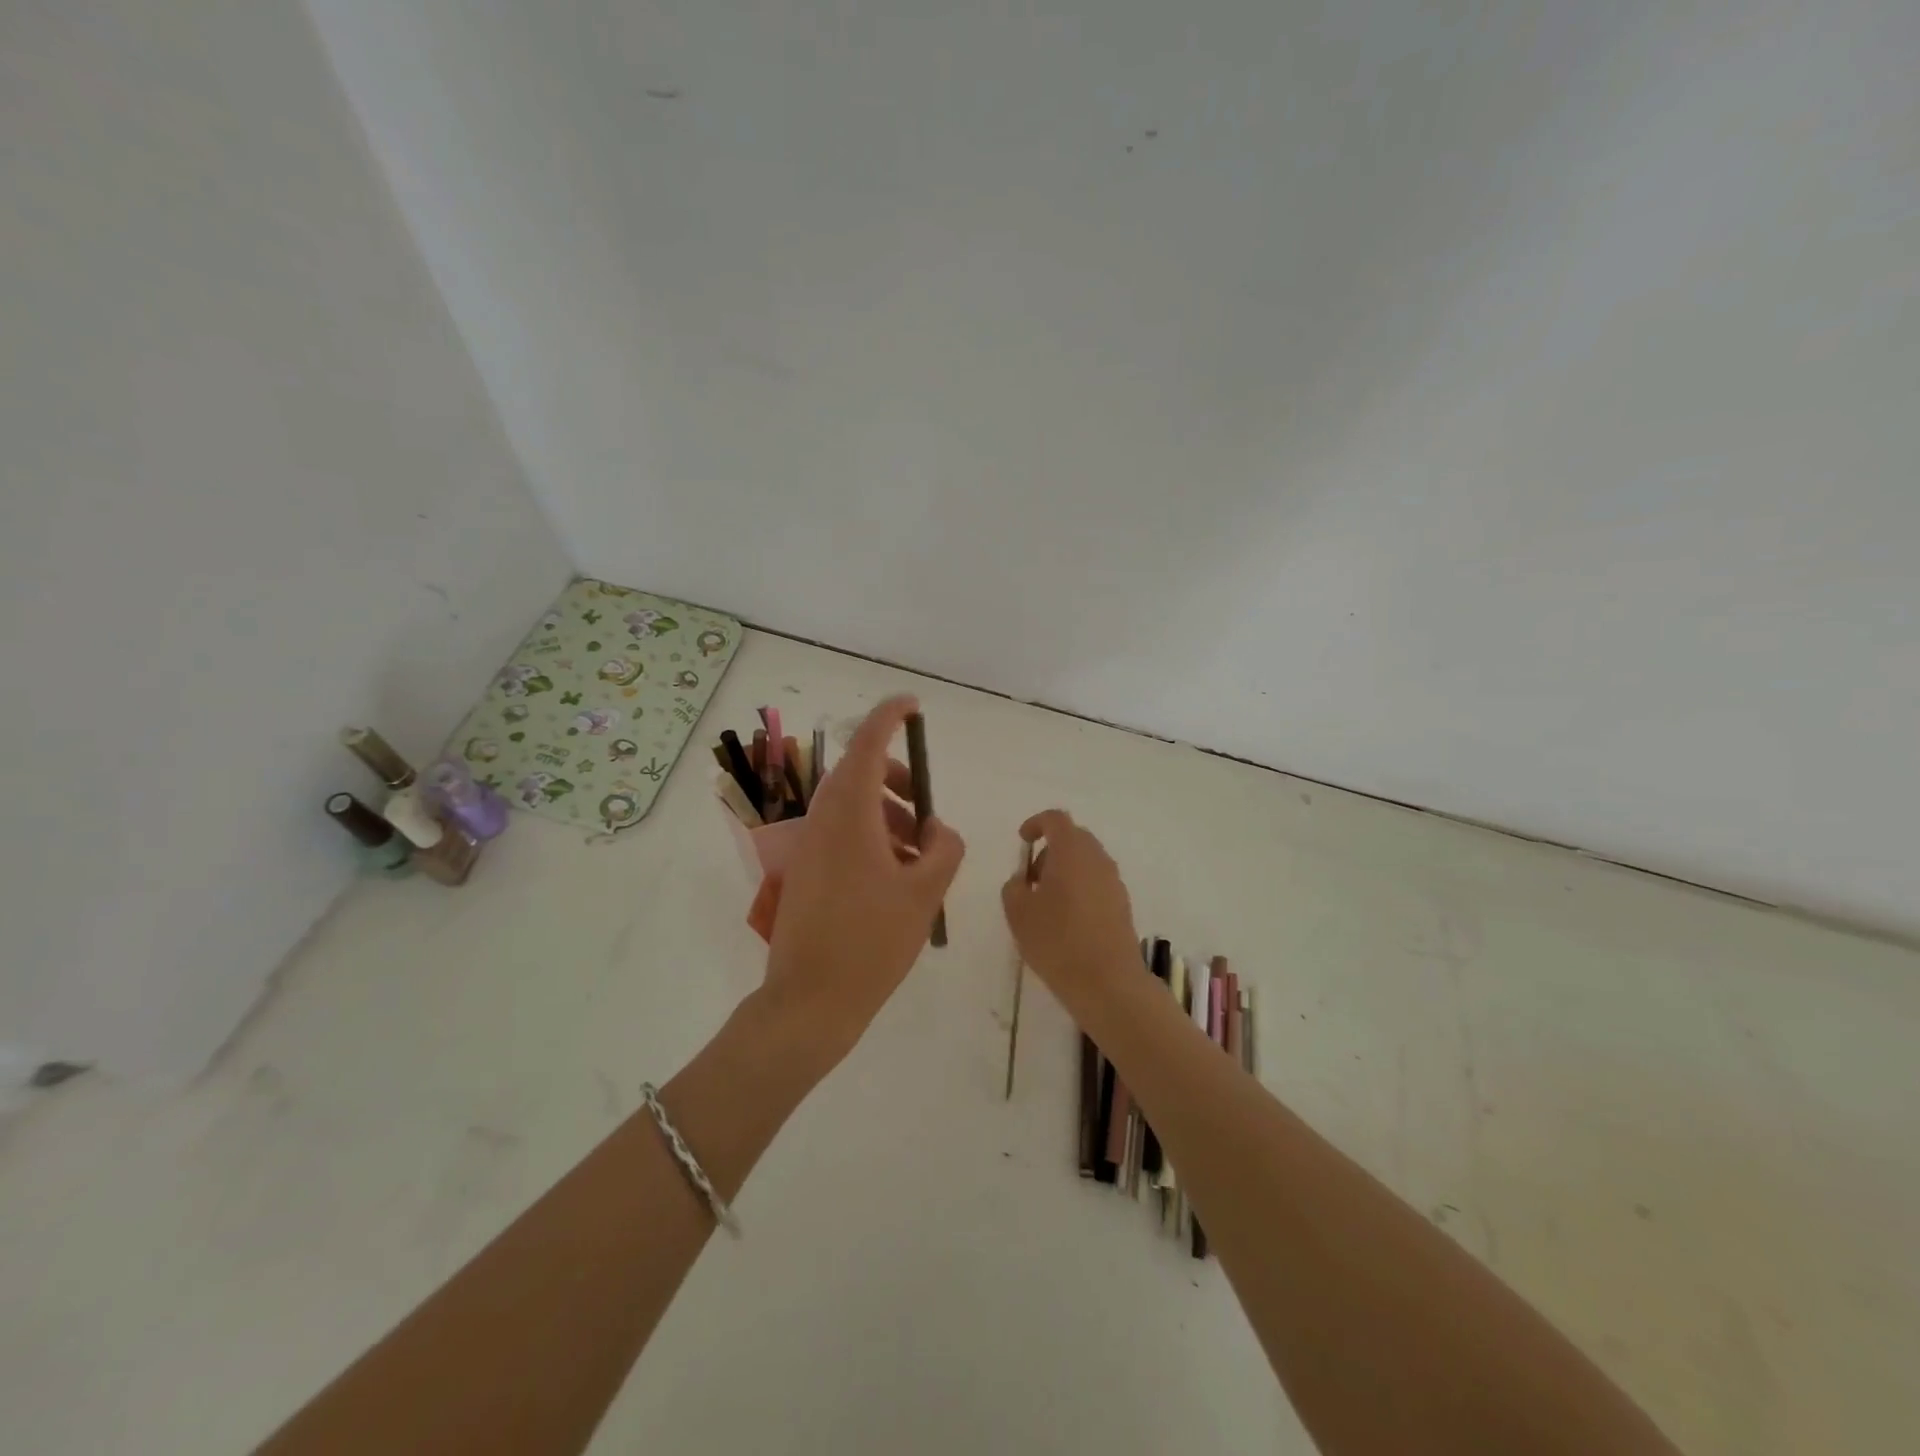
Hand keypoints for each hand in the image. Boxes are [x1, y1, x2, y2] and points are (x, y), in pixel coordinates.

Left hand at [762, 695, 964, 1070]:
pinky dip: (871, 836)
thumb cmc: (872, 942)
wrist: (810, 1001)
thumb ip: (943, 850)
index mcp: (850, 815)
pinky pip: (841, 833)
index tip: (912, 706)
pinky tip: (897, 875)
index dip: (889, 717)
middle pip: (859, 773)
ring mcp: (810, 846)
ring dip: (887, 812)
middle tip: (925, 807)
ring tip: (919, 852)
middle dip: (896, 778)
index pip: (867, 744)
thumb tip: (938, 830)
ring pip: (851, 806)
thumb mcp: (924, 893)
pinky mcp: (806, 871)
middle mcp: (823, 821)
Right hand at [1000, 810, 1141, 1017]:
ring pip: (1086, 862)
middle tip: (1031, 880)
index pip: (1055, 819)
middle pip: (1073, 838)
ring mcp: (1114, 881)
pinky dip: (1080, 889)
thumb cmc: (1057, 940)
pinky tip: (1066, 921)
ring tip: (1046, 904)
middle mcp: (1097, 858)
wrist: (1107, 982)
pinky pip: (1097, 883)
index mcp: (1071, 850)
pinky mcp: (1123, 904)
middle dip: (1049, 851)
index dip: (1036, 824)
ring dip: (1065, 871)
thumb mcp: (1018, 912)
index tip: (1023, 841)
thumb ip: (1014, 886)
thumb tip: (1023, 880)